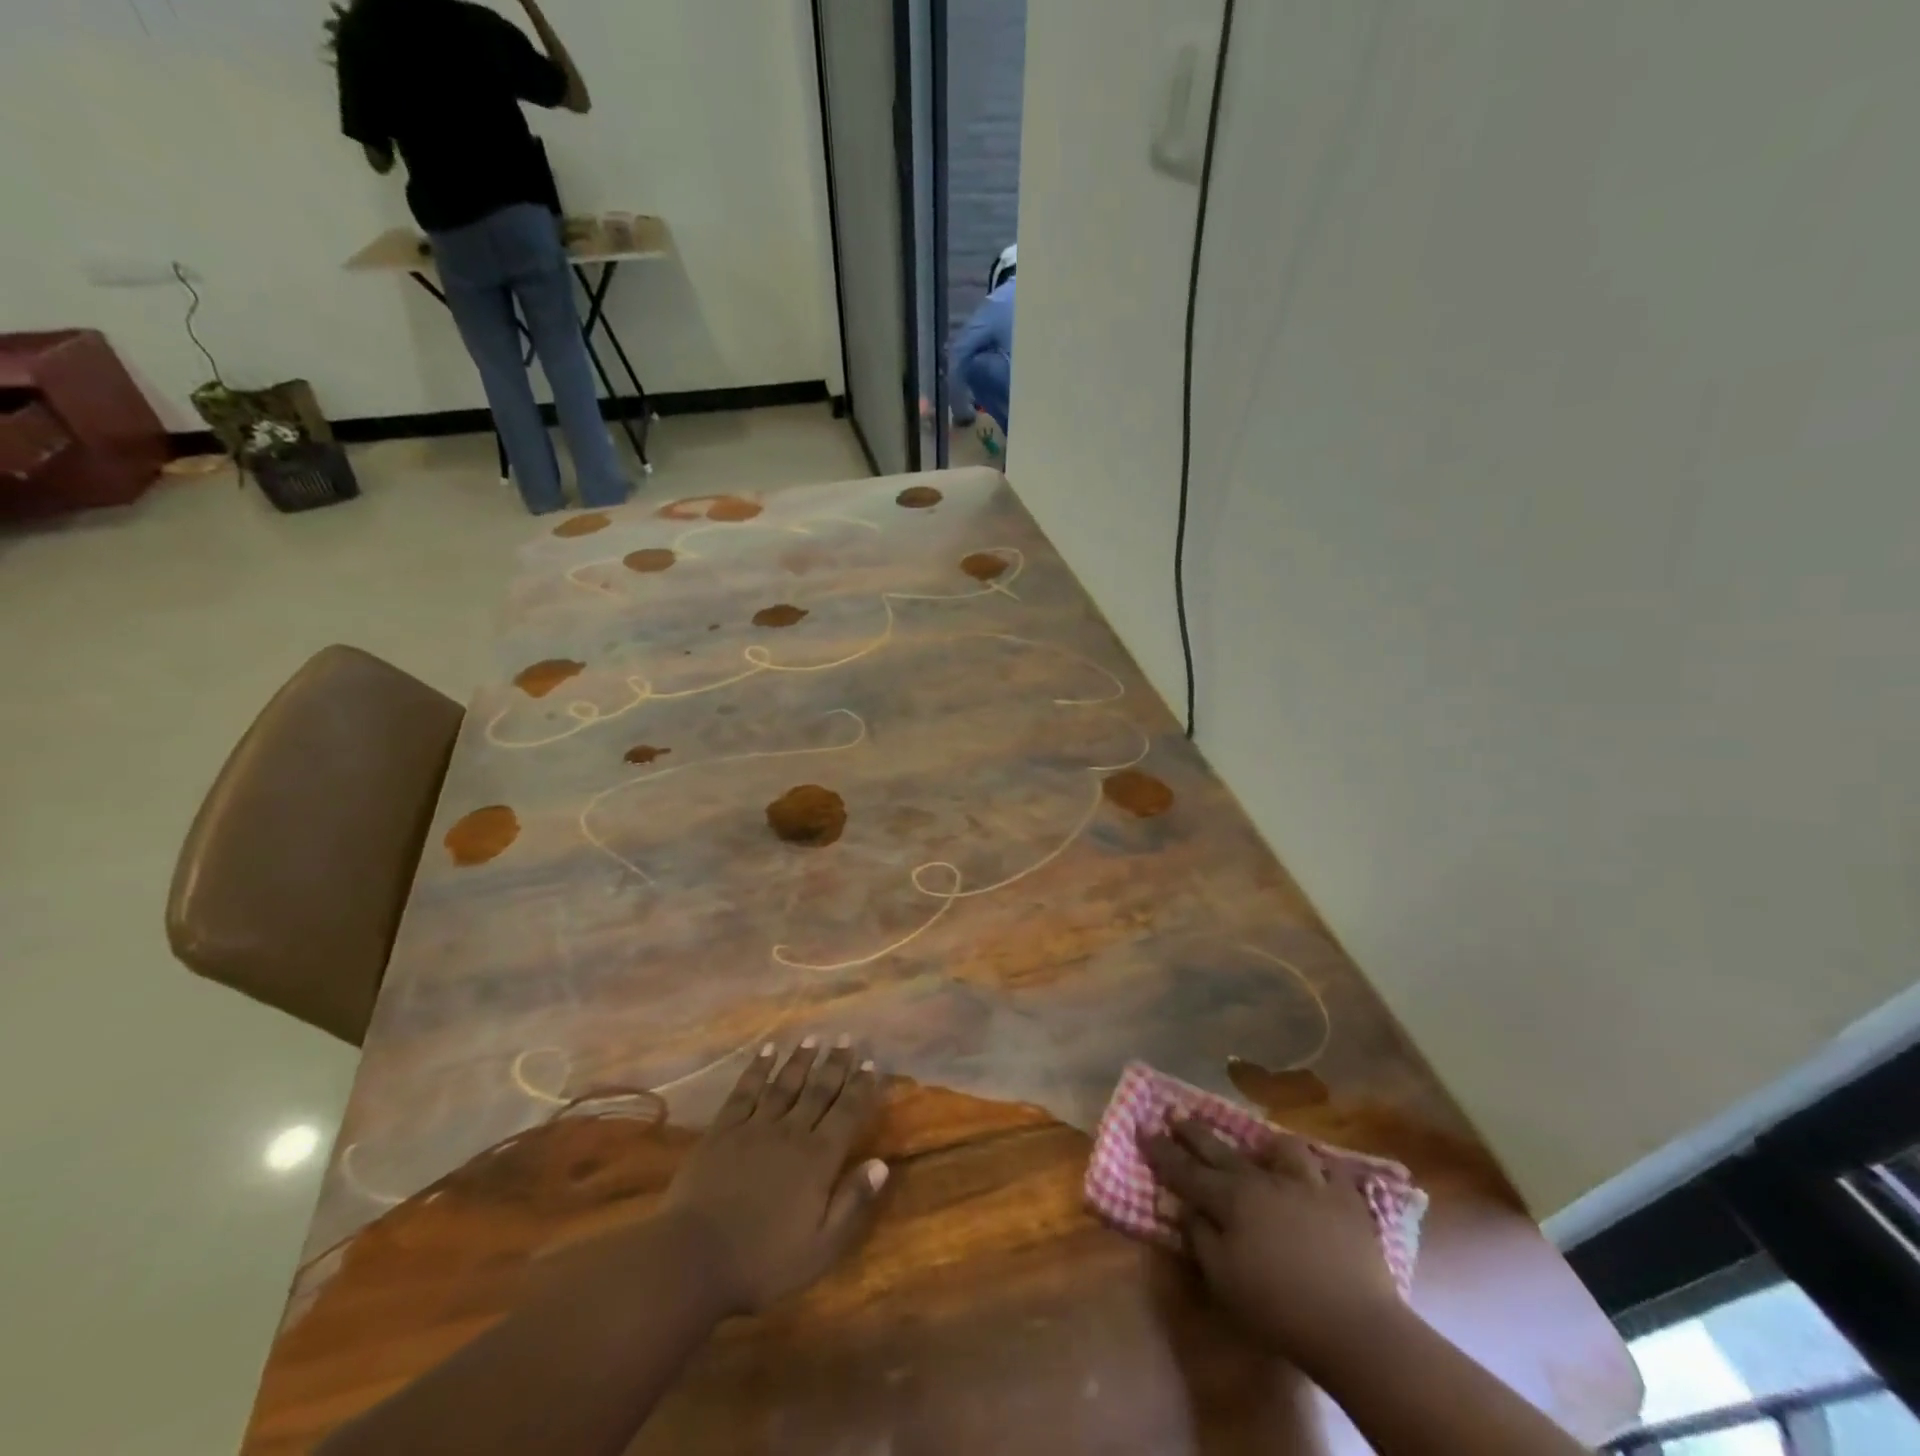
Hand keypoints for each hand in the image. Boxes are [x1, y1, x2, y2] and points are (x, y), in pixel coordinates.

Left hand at [661, 1037, 886, 1317]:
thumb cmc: (762, 1262)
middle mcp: (791, 1133)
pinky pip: (745, 1091)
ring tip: (814, 1038)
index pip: (847, 1114)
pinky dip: (758, 1069)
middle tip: (847, 1039)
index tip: (871, 1064)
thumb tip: (881, 1164)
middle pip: (818, 1091)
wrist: (693, 1259)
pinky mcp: (723, 1130)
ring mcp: (755, 1128)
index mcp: (818, 1160)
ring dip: (801, 1060)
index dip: (861, 1088)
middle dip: (835, 1064)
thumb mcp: (820, 1248)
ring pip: (785, 1084)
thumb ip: (852, 1204)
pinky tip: (766, 1052)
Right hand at [1142, 1117, 1403, 1371]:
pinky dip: (1319, 1168)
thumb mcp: (1223, 1278)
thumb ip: (1199, 1237)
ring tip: (1264, 1149)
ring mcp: (1306, 1183)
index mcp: (1230, 1198)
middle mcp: (1263, 1180)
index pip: (1186, 1170)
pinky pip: (1329, 1169)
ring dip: (1267, 1147)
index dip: (1162, 1150)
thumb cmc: (1279, 1306)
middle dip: (1194, 1131)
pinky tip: (1317, 1172)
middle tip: (1175, 1113)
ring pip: (1281, 1149)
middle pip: (1221, 1149)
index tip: (1143, 1128)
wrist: (1355, 1326)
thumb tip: (1183, 1205)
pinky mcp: (1344, 1198)